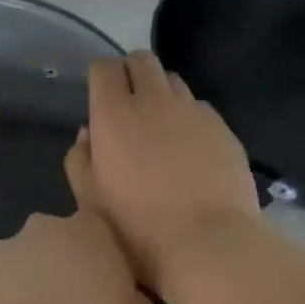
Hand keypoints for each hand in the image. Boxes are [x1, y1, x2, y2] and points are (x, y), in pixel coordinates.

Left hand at [0, 144, 156, 303]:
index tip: (106, 291)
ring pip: (14, 267)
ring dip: (24, 289)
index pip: (97, 231)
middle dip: (58, 269)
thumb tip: (117, 298)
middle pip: (50, 243)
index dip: (100, 261)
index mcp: (88, 229)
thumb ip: (128, 296)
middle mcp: (40, 231)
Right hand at [82, 51, 261, 293]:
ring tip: (161, 127)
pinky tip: (191, 149)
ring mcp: (194, 112)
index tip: (100, 99)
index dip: (100, 78)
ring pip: (174, 81)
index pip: (104, 68)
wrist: (208, 243)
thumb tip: (88, 134)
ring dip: (162, 93)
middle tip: (129, 106)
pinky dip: (190, 118)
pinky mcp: (224, 128)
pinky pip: (200, 108)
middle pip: (142, 60)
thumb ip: (80, 160)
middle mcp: (155, 101)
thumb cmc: (138, 228)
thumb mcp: (90, 201)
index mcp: (115, 114)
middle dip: (131, 73)